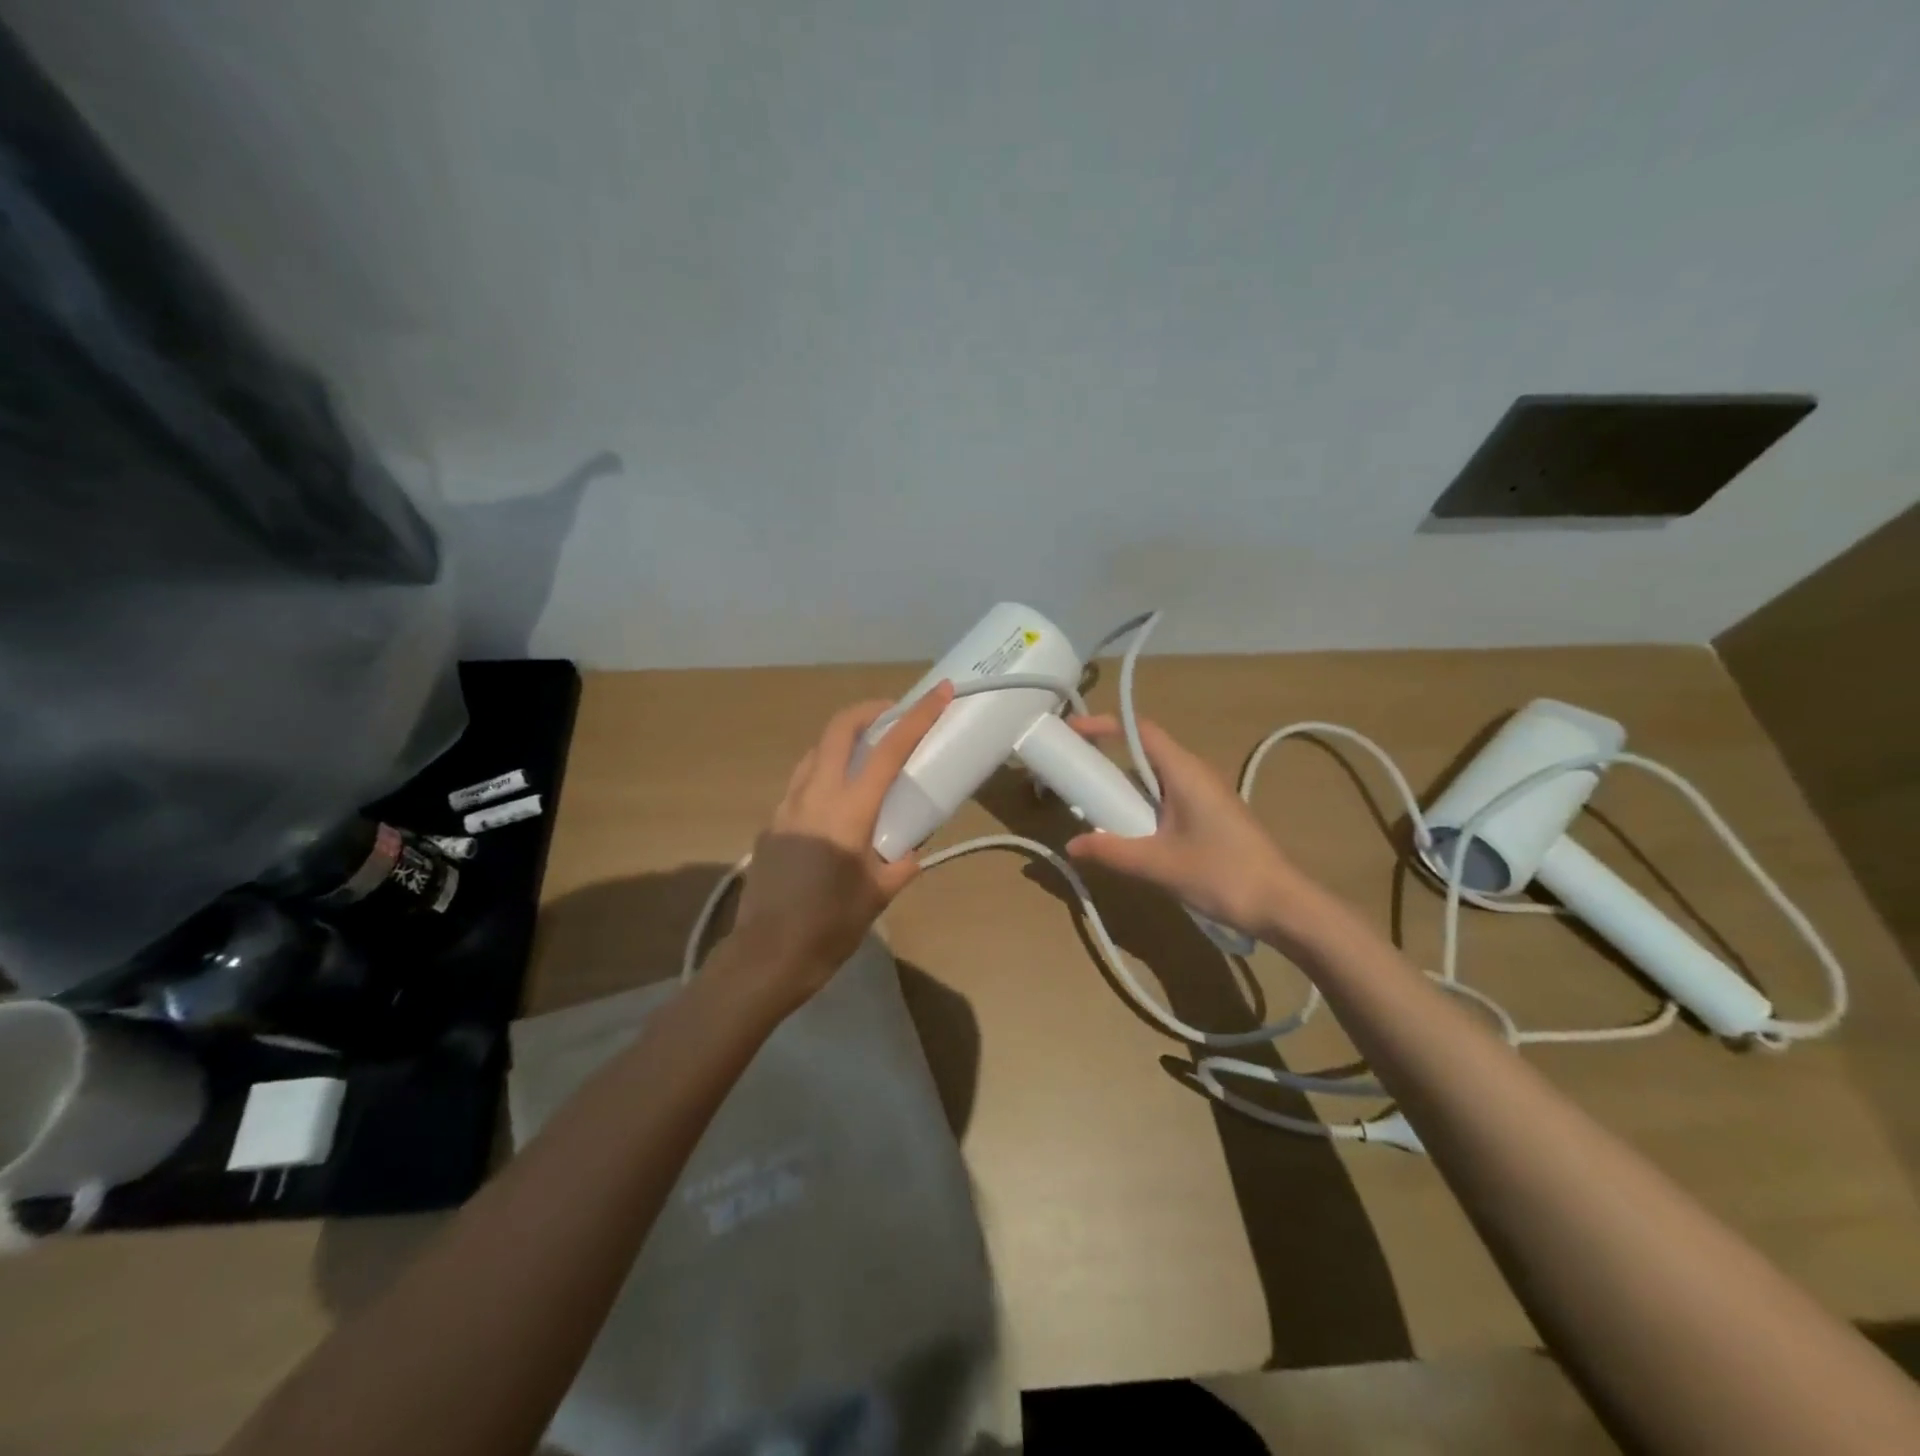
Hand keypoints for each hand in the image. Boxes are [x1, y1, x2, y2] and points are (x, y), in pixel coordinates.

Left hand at [728, 682, 955, 1003]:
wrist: (765, 956)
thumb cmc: (829, 927)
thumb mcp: (879, 894)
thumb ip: (901, 864)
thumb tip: (909, 851)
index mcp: (848, 811)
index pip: (889, 749)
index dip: (918, 716)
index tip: (939, 692)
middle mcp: (814, 796)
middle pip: (838, 729)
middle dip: (868, 710)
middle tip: (892, 714)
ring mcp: (786, 807)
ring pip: (815, 752)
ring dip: (842, 740)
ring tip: (865, 755)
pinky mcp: (771, 825)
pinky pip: (800, 783)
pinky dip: (823, 773)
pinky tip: (834, 804)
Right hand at [1063, 715, 1306, 940]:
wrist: (1281, 905)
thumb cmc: (1222, 874)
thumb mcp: (1158, 865)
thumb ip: (1112, 852)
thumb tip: (1072, 845)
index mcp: (1185, 772)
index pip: (1140, 731)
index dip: (1104, 726)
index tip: (1072, 731)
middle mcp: (1196, 774)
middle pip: (1145, 751)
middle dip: (1107, 755)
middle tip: (1074, 772)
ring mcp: (1206, 795)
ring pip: (1156, 776)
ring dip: (1124, 783)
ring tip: (1093, 802)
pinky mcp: (1211, 815)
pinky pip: (1167, 796)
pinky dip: (1141, 802)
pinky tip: (1129, 829)